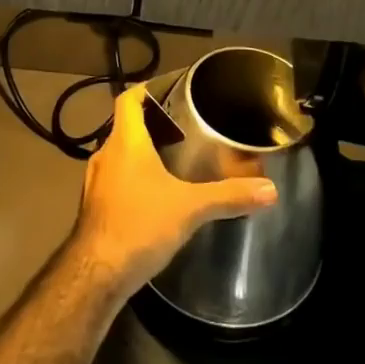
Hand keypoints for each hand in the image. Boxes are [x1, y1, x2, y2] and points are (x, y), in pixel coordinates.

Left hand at [70, 83, 279, 297]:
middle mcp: (106, 154)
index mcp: (125, 141)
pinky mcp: (93, 206)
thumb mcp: (190, 208)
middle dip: (151, 124)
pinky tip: (153, 196)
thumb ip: (229, 196)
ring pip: (119, 154)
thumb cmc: (140, 226)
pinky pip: (115, 179)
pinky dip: (132, 178)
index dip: (145, 89)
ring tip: (172, 160)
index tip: (168, 89)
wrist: (96, 275)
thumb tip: (270, 189)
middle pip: (125, 126)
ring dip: (141, 153)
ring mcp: (95, 181)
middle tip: (183, 128)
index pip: (128, 99)